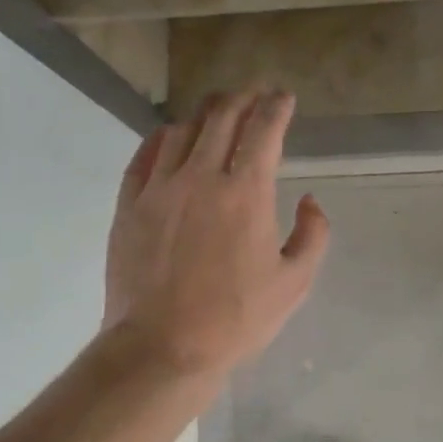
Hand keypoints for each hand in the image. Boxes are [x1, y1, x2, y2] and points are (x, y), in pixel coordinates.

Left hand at [102, 88, 329, 380]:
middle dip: (243, 97)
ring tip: (217, 109)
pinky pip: (144, 155)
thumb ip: (313, 235)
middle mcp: (201, 177)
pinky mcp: (129, 205)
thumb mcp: (294, 284)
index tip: (284, 98)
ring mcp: (159, 188)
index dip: (276, 106)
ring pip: (182, 129)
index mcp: (246, 193)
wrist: (161, 347)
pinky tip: (170, 136)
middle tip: (254, 94)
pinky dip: (162, 137)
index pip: (263, 130)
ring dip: (205, 112)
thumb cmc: (235, 319)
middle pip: (222, 117)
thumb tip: (310, 200)